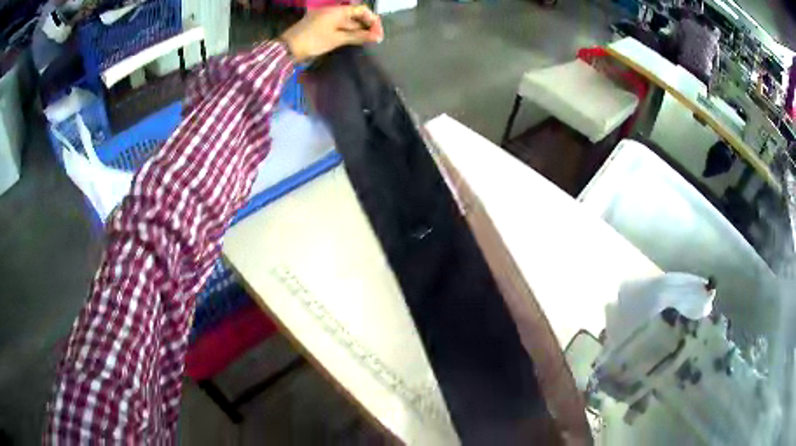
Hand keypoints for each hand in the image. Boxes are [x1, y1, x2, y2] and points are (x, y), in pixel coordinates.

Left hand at [280, 5, 383, 62]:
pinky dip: (347, 31)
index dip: (372, 20)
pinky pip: (338, 25)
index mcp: (337, 10)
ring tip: (366, 41)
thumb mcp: (337, 39)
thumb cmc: (313, 41)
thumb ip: (358, 36)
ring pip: (346, 21)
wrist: (287, 49)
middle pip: (355, 15)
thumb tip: (377, 37)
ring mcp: (325, 17)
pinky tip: (352, 40)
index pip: (361, 10)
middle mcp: (332, 10)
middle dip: (366, 25)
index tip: (378, 34)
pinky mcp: (319, 25)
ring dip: (357, 30)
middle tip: (374, 39)